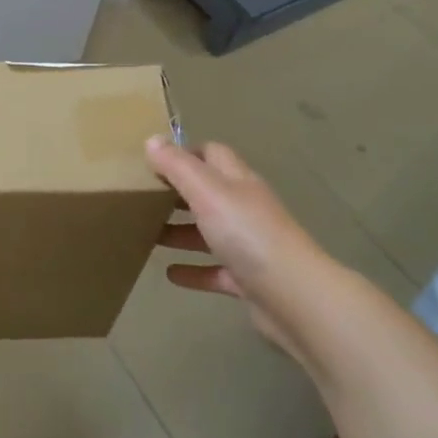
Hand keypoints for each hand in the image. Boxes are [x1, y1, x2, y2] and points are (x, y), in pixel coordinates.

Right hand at [147, 135, 329, 374]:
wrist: (295, 298)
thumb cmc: (248, 234)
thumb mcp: (207, 192)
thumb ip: (178, 166)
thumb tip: (152, 140)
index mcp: (237, 181)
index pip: (212, 154)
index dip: (184, 153)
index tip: (152, 161)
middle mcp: (244, 207)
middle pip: (208, 192)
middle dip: (177, 193)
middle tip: (142, 198)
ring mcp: (249, 245)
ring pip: (209, 231)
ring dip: (181, 232)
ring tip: (148, 234)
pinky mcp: (248, 280)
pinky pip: (215, 271)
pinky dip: (194, 270)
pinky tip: (170, 274)